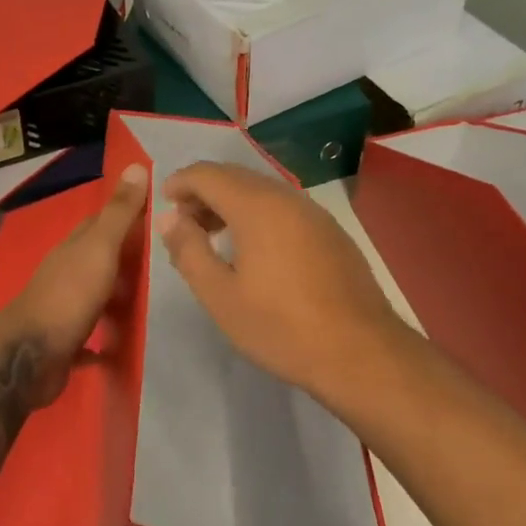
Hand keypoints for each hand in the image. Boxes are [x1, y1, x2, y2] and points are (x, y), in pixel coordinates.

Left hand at [0, 162, 148, 405]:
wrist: (29, 359)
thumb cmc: (69, 296)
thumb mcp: (100, 248)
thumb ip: (119, 212)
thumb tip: (136, 164)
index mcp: (74, 248)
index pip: (101, 223)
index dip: (126, 217)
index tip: (158, 217)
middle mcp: (67, 274)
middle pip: (100, 260)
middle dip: (128, 261)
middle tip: (167, 266)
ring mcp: (63, 309)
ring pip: (97, 297)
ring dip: (119, 299)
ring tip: (154, 305)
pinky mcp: (64, 344)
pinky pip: (92, 339)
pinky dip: (106, 340)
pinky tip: (125, 347)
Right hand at [159, 162, 408, 400]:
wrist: (360, 351)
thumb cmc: (281, 326)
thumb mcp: (221, 296)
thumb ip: (189, 251)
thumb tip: (169, 219)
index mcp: (256, 205)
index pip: (208, 174)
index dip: (181, 182)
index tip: (164, 200)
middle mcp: (285, 197)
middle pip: (235, 176)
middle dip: (204, 190)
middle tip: (184, 219)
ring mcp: (313, 212)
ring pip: (262, 190)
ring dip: (232, 202)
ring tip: (213, 234)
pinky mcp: (331, 231)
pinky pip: (284, 207)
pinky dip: (258, 213)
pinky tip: (255, 247)